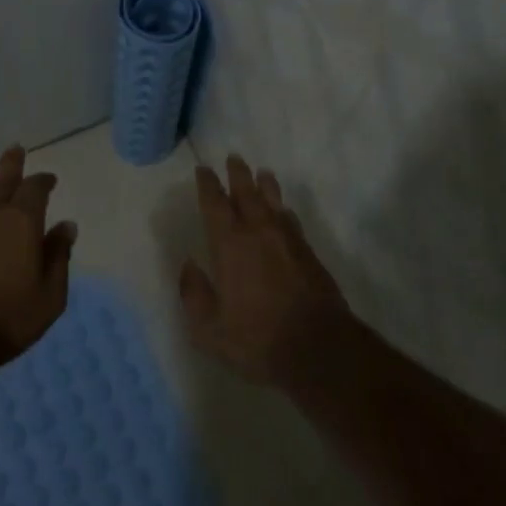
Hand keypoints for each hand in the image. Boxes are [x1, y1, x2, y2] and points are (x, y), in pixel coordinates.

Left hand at [0, 145, 75, 357]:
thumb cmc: (5, 319)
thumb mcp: (49, 296)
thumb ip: (58, 257)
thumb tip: (67, 226)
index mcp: (23, 222)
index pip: (36, 189)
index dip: (43, 181)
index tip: (49, 179)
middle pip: (3, 179)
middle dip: (11, 163)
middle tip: (14, 148)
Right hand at [178, 153, 348, 384]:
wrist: (317, 347)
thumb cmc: (256, 339)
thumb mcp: (209, 328)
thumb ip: (194, 294)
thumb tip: (188, 266)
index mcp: (230, 245)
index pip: (215, 204)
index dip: (208, 185)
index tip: (204, 170)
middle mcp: (258, 232)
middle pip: (247, 193)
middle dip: (238, 174)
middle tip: (234, 158)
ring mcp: (287, 240)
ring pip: (274, 202)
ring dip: (265, 185)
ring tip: (262, 173)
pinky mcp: (308, 252)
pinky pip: (292, 220)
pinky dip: (284, 210)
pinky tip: (284, 211)